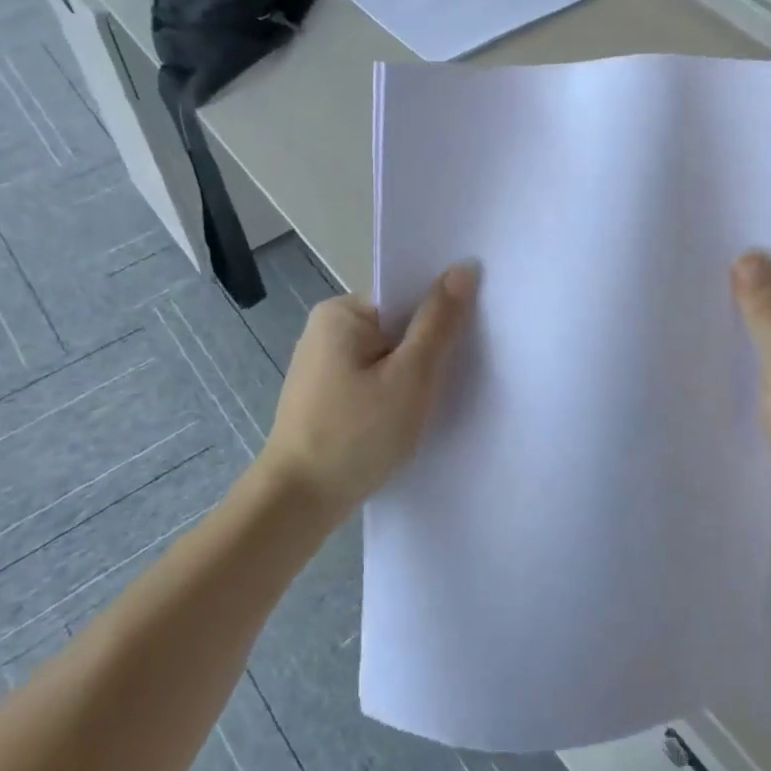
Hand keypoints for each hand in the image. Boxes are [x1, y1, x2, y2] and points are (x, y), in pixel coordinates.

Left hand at [259, 264, 477, 513]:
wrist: (299, 503)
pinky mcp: (326, 395)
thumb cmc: (356, 434)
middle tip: (460, 373)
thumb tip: (464, 267)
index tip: (472, 338)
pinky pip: (373, 379)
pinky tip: (408, 416)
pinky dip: (394, 392)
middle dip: (429, 348)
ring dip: (413, 374)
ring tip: (437, 399)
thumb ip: (439, 322)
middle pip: (398, 326)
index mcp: (341, 312)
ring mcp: (323, 364)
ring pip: (388, 356)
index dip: (442, 314)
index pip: (406, 297)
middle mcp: (327, 329)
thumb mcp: (410, 376)